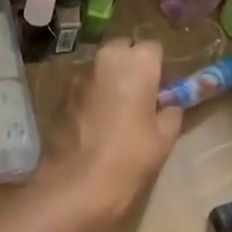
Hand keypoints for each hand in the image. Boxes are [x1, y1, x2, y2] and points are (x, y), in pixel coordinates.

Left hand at [36, 39, 181, 220]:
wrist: (77, 183)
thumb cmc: (129, 157)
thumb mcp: (164, 138)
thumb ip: (170, 113)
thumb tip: (168, 106)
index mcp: (135, 63)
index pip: (153, 48)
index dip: (159, 68)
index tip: (162, 91)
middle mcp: (104, 59)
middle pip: (123, 50)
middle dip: (131, 66)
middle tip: (140, 97)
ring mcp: (78, 76)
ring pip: (100, 67)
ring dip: (110, 80)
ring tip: (116, 112)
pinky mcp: (60, 95)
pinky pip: (84, 86)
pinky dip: (92, 95)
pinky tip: (95, 123)